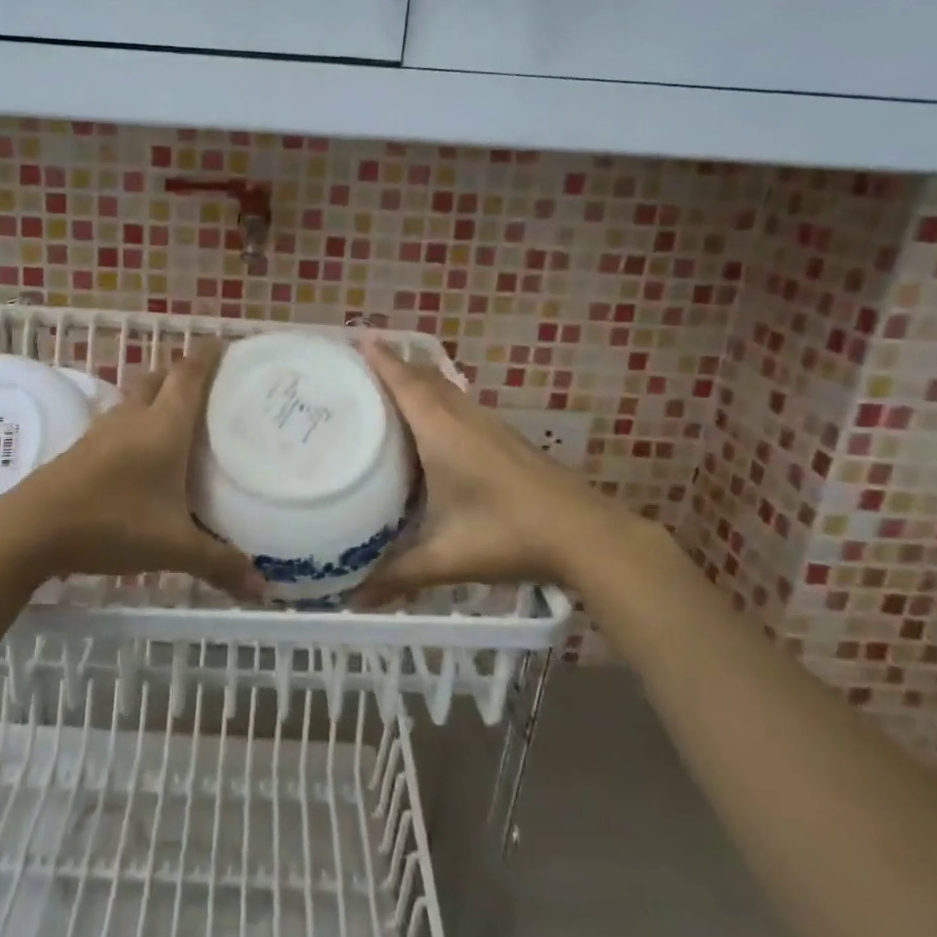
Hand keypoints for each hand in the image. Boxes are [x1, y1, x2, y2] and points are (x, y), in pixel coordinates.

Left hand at [0, 341, 264, 597]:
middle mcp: (134, 417)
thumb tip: (262, 590)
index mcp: (163, 426)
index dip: (210, 355)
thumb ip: (219, 563)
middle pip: (160, 377)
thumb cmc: (112, 524)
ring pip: (135, 397)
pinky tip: (142, 453)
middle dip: (183, 373)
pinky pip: (118, 420)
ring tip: (180, 418)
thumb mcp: (174, 547)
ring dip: (157, 395)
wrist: (31, 529)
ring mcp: (103, 430)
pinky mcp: (82, 448)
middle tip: (211, 389)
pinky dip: (136, 422)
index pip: (190, 374)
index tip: (228, 345)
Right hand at [358, 342, 649, 604]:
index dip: (380, 359)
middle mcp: (464, 418)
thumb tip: (350, 600)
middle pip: (424, 378)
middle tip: (356, 365)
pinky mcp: (504, 439)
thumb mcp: (447, 557)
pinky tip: (430, 424)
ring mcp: (488, 426)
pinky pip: (459, 405)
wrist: (586, 534)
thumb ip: (398, 575)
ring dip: (416, 381)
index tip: (356, 336)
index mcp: (442, 432)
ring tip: (384, 387)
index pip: (405, 383)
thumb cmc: (509, 535)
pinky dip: (436, 400)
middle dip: (393, 364)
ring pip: (445, 390)